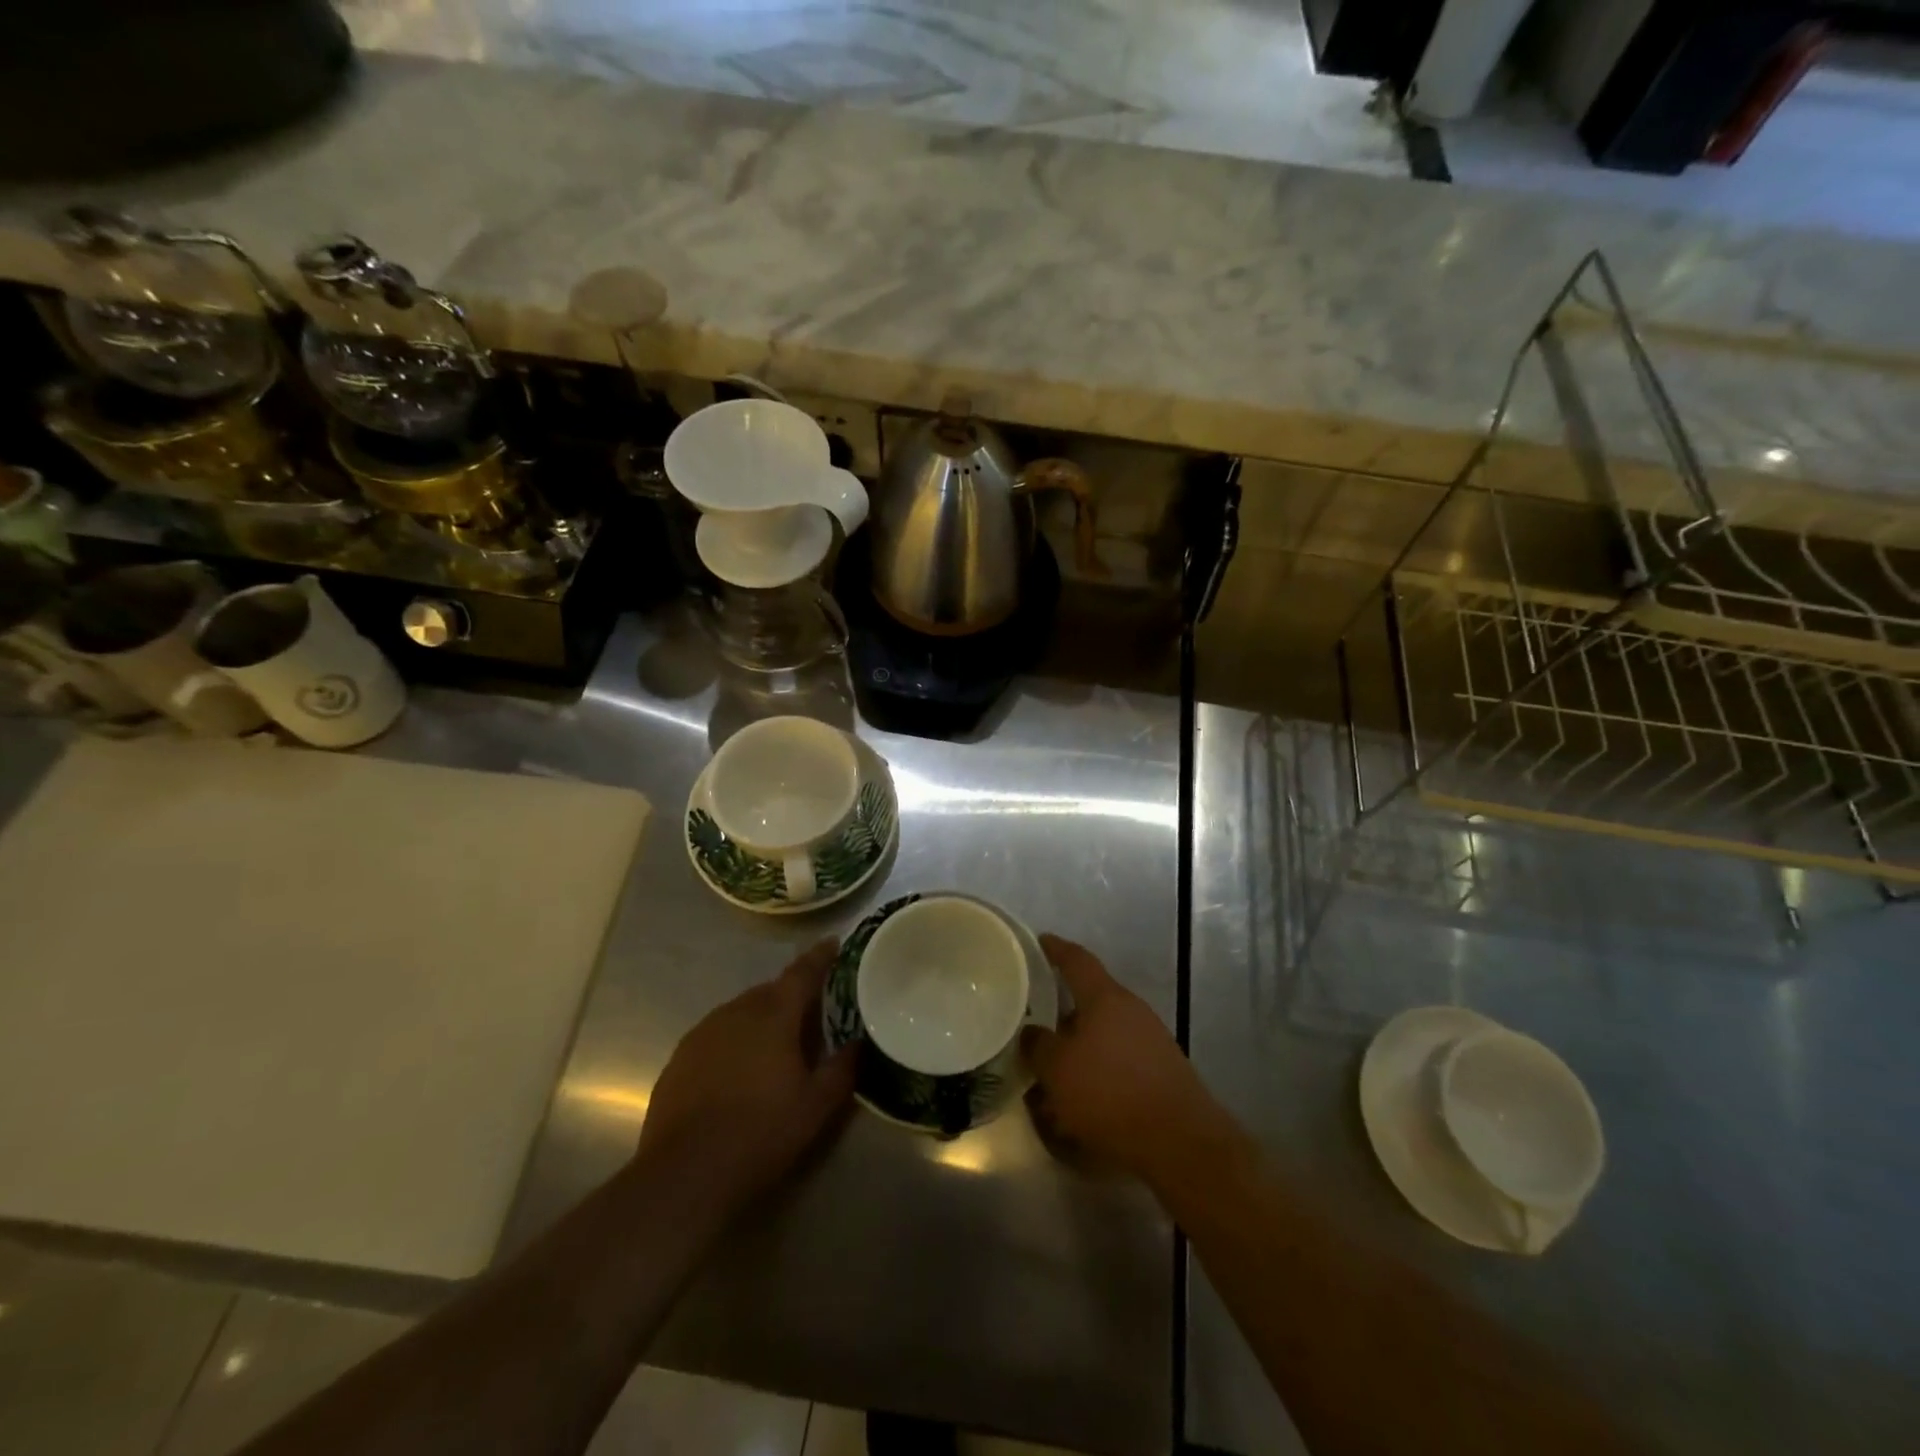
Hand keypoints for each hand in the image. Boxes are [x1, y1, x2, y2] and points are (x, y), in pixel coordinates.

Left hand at [636, 939, 856, 1214]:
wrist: (684, 1175)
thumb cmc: (761, 1133)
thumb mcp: (817, 1105)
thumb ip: (843, 1067)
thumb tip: (860, 1042)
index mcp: (774, 1014)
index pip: (802, 972)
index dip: (820, 956)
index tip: (833, 943)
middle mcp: (736, 1011)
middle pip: (770, 991)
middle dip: (791, 994)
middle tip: (811, 1010)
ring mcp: (702, 1033)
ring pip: (741, 1011)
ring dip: (761, 1018)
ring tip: (776, 1042)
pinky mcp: (679, 1058)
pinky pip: (716, 1035)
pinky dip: (734, 1041)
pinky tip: (738, 1070)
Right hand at [1025, 935, 1223, 1183]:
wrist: (1180, 1141)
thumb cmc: (1110, 1093)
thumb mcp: (1057, 1070)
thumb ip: (1039, 1046)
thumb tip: (1032, 1032)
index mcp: (1105, 998)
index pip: (1077, 960)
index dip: (1056, 949)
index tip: (1040, 941)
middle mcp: (1132, 1009)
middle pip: (1093, 998)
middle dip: (1066, 1007)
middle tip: (1038, 1015)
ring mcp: (1152, 1039)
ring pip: (1106, 1031)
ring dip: (1082, 1044)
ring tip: (1056, 1065)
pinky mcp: (1163, 1070)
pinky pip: (1121, 1058)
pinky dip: (1100, 1067)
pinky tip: (1084, 1094)